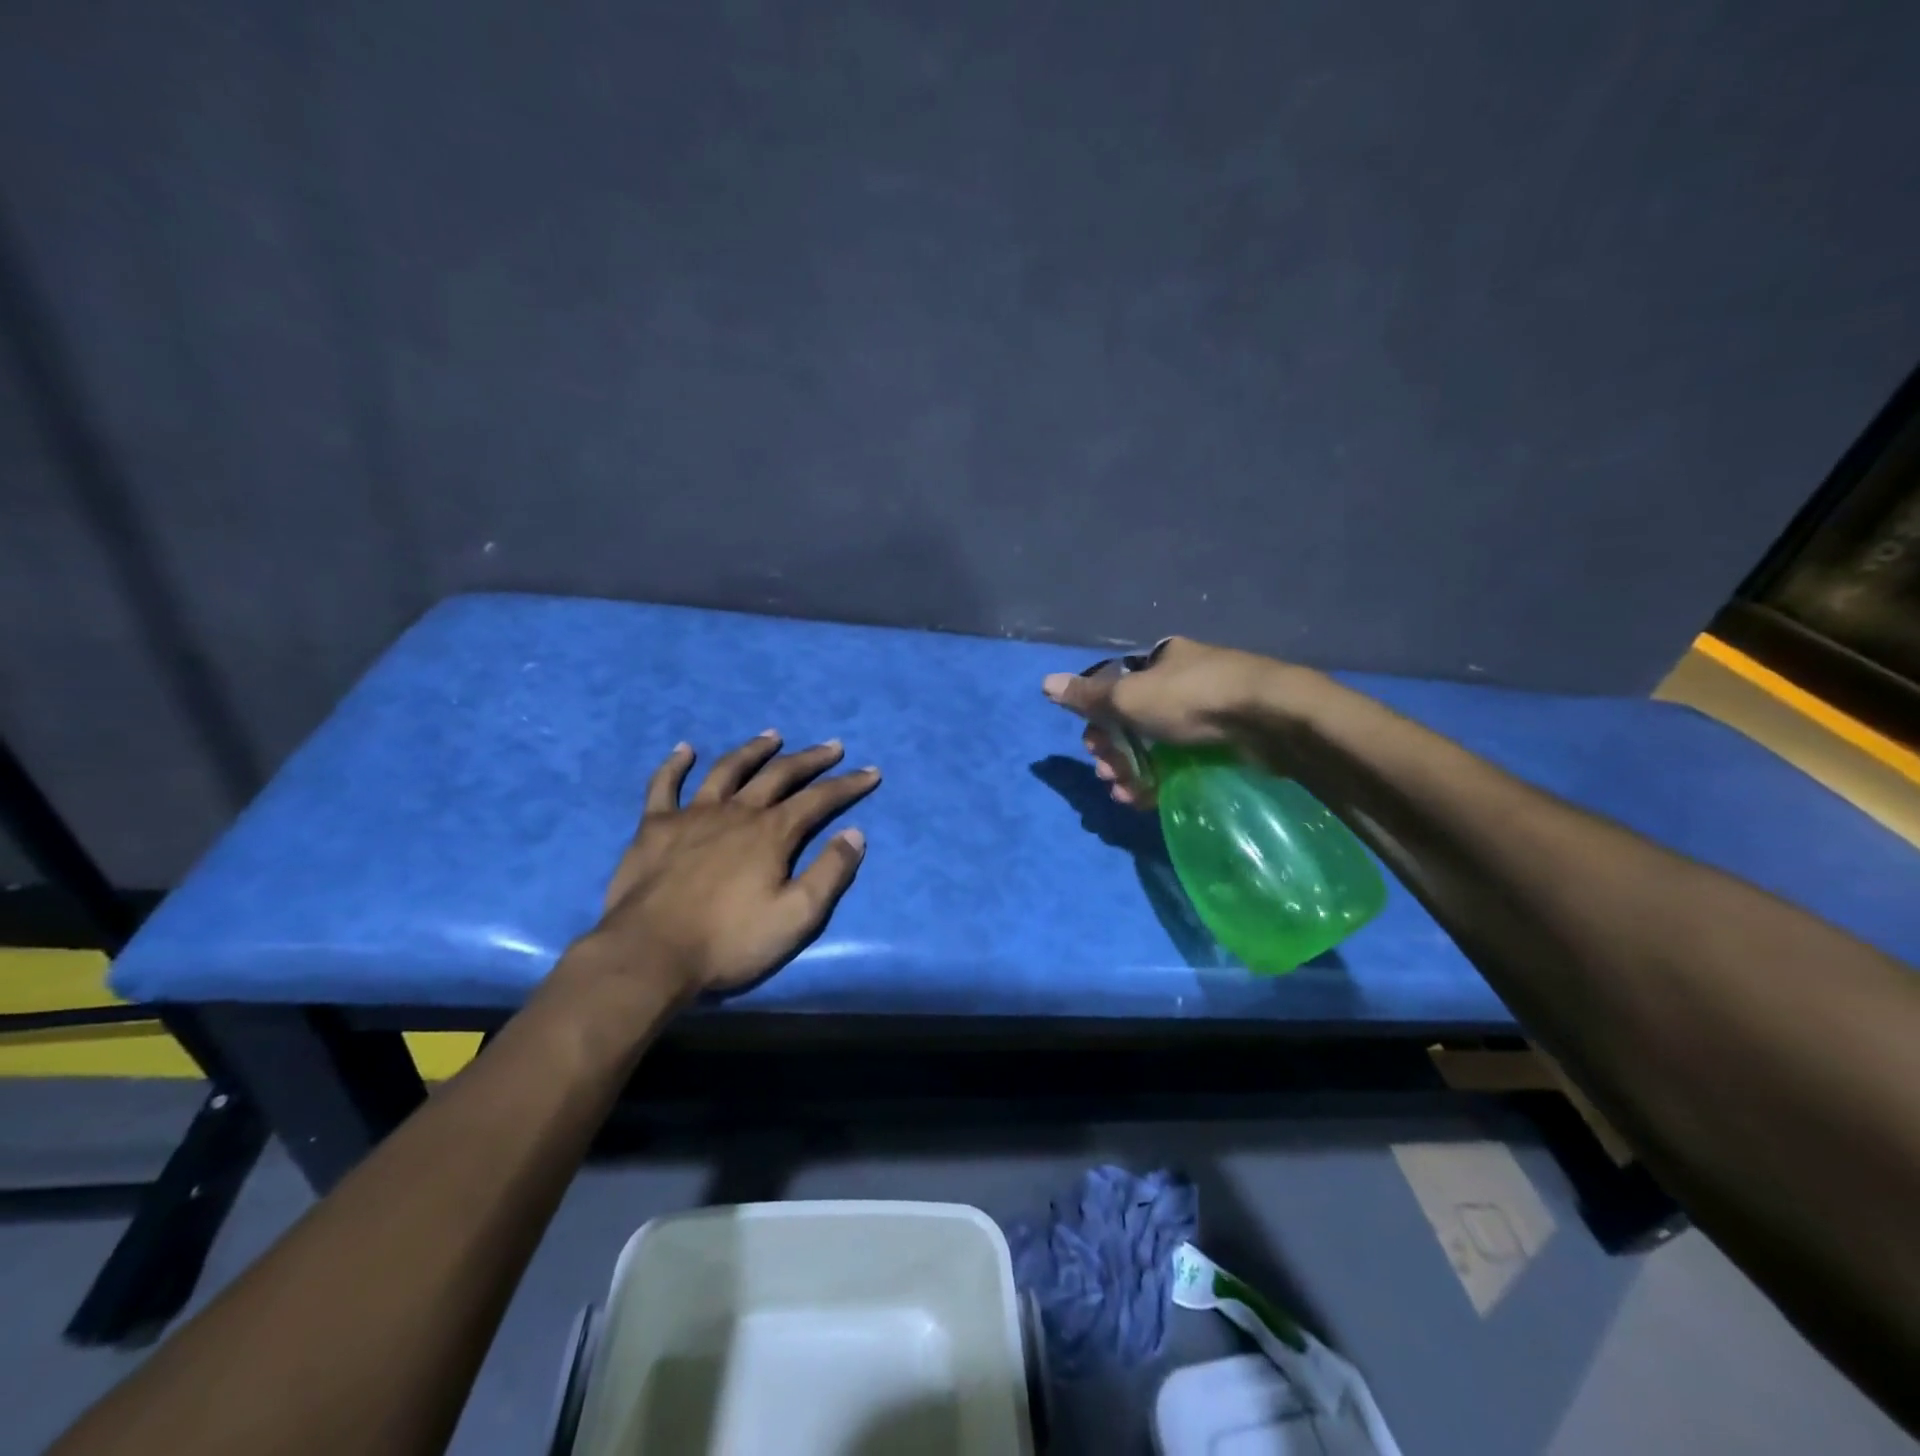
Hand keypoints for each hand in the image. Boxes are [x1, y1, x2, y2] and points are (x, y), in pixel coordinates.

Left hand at [580, 731, 879, 1000]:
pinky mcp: (654, 827)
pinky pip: (664, 786)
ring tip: (772, 735)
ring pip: (728, 770)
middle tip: (832, 747)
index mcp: (772, 833)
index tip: (870, 772)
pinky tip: (685, 749)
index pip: (819, 799)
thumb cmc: (729, 941)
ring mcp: (692, 815)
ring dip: (753, 750)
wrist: (650, 954)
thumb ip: (830, 873)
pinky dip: (675, 764)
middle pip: (779, 775)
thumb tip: (855, 834)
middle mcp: (736, 812)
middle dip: (810, 759)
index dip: (847, 785)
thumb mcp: (796, 916)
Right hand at [1041, 636, 1292, 807]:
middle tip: (1109, 776)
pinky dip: (1160, 781)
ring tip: (1126, 795)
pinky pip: (1182, 762)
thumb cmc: (1191, 699)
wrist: (1270, 718)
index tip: (1092, 747)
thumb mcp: (1129, 696)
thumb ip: (1088, 696)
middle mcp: (1181, 682)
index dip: (1097, 720)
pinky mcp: (1226, 743)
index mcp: (1160, 661)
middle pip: (1133, 721)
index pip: (1116, 689)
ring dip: (1133, 771)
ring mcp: (1207, 713)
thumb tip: (1044, 684)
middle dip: (1114, 752)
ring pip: (1156, 746)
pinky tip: (1148, 800)